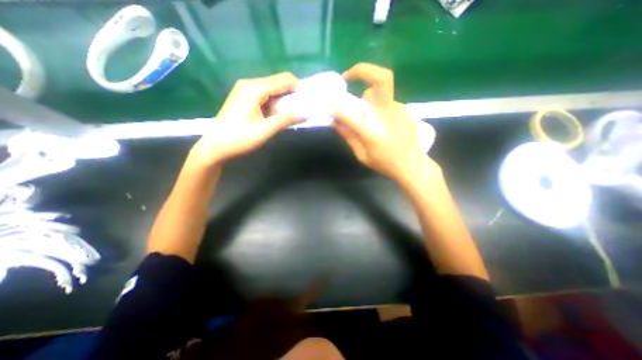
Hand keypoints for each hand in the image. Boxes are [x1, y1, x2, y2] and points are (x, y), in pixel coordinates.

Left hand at [189, 72, 303, 167]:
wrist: (215, 146)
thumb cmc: (239, 139)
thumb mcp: (264, 131)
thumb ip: (285, 120)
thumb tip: (307, 113)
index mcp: (254, 89)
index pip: (284, 80)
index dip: (299, 89)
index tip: (307, 103)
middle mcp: (250, 84)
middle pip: (279, 83)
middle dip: (292, 96)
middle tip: (299, 112)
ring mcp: (246, 90)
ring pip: (273, 90)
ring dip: (283, 102)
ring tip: (288, 118)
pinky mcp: (245, 97)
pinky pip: (266, 96)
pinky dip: (275, 105)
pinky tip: (275, 117)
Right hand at [331, 62, 441, 182]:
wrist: (412, 165)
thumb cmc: (385, 163)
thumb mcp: (362, 155)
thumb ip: (348, 136)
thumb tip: (334, 122)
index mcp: (372, 129)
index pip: (348, 112)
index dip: (335, 107)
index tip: (326, 105)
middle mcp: (387, 113)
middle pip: (380, 78)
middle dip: (362, 71)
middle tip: (347, 77)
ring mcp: (399, 109)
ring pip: (380, 92)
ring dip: (369, 97)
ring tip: (367, 114)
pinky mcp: (405, 110)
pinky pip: (387, 102)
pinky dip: (378, 108)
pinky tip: (382, 123)